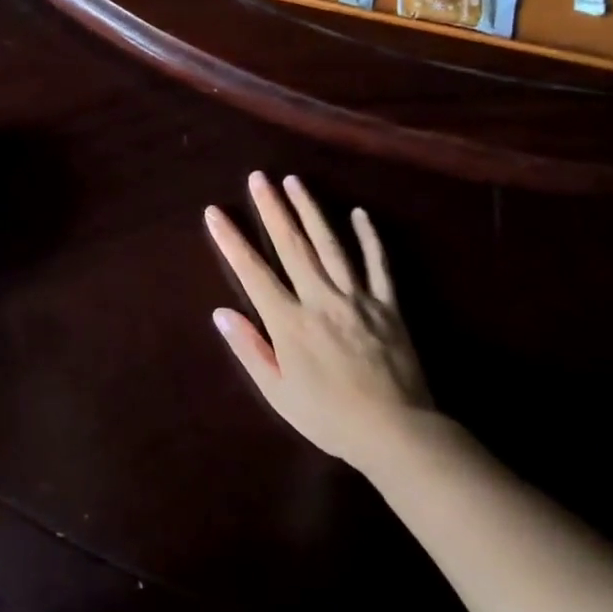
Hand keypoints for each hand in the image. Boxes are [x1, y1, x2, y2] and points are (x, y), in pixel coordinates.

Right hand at [205, 172, 435, 468]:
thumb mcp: (278, 393)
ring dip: (311, 210)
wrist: (397, 434)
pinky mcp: (389, 306)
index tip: (214, 212)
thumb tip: (221, 313)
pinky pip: (378, 265)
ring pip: (331, 245)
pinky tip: (359, 213)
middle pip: (292, 245)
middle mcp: (321, 299)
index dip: (231, 240)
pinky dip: (369, 237)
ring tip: (294, 181)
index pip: (253, 272)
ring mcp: (358, 298)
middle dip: (272, 208)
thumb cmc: (330, 418)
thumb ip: (250, 349)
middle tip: (258, 177)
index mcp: (290, 322)